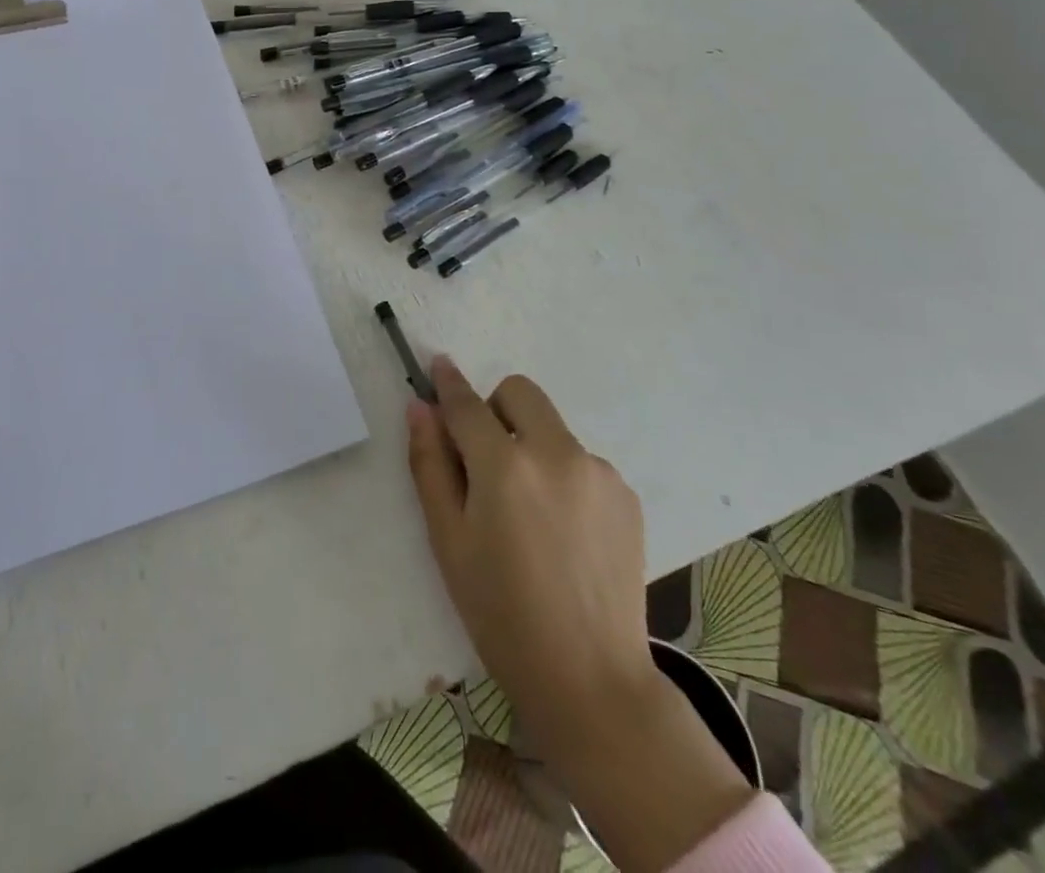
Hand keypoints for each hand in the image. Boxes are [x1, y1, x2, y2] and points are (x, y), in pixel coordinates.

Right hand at [407, 358, 751, 872]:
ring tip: (529, 512)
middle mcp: (556, 453)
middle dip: (495, 409)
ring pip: (552, 427)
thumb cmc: (501, 613)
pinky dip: (562, 475)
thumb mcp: (449, 540)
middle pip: (519, 392)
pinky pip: (581, 460)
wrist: (591, 679)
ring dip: (531, 446)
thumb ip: (430, 464)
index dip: (449, 382)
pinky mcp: (625, 493)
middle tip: (486, 460)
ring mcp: (598, 471)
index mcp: (505, 466)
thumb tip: (419, 407)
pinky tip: (563, 531)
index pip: (467, 404)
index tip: (439, 364)